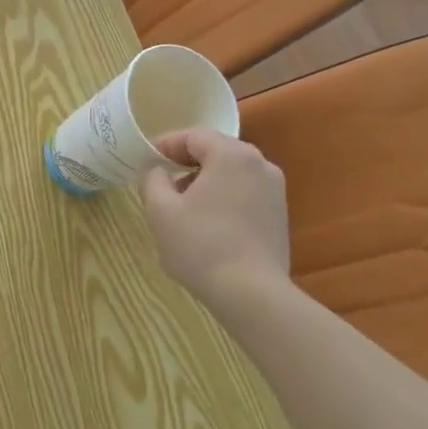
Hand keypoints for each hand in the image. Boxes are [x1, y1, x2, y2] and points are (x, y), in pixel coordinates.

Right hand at [139, 129, 290, 304]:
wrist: (251, 292)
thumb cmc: (200, 244)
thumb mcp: (160, 210)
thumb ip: (153, 180)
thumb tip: (158, 172)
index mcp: (231, 155)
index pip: (194, 136)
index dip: (167, 144)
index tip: (148, 160)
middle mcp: (260, 164)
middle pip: (216, 151)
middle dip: (187, 162)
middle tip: (163, 181)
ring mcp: (275, 190)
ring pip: (232, 172)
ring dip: (205, 180)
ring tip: (183, 206)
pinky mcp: (279, 214)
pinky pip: (245, 192)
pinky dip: (224, 197)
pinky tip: (208, 223)